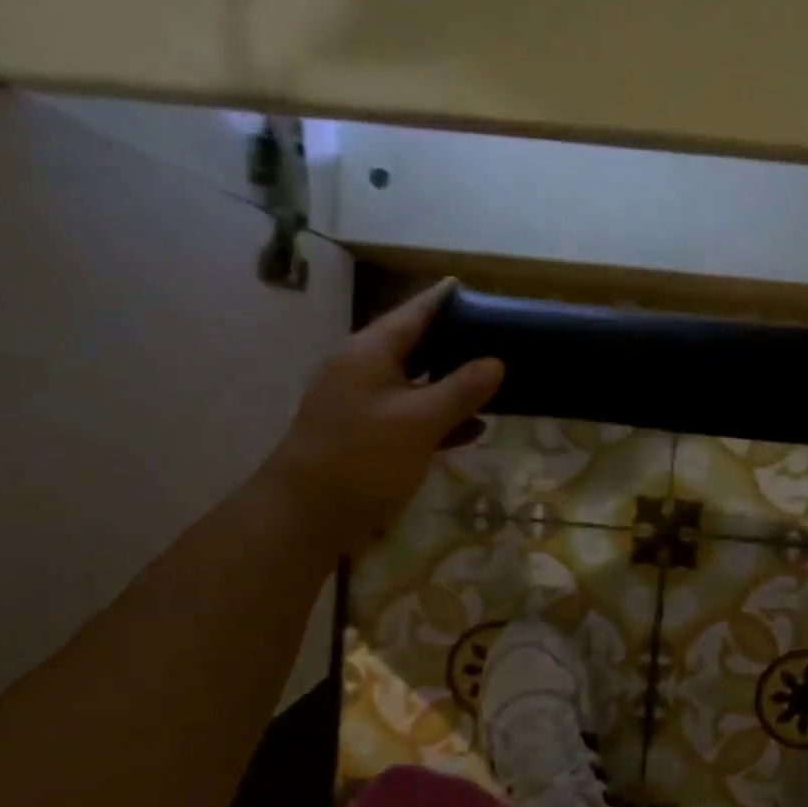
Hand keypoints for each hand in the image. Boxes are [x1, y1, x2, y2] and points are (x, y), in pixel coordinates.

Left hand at [258, 280, 503, 556]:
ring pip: (419, 384)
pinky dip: (443, 419)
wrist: (307, 516)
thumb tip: (495, 362)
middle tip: (499, 339)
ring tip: (498, 383)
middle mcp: (366, 371)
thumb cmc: (363, 458)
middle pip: (418, 347)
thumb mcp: (420, 420)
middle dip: (457, 345)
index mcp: (370, 353)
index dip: (445, 301)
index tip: (476, 289)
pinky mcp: (372, 437)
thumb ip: (460, 389)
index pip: (414, 314)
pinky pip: (415, 417)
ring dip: (455, 386)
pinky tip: (475, 429)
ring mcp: (367, 405)